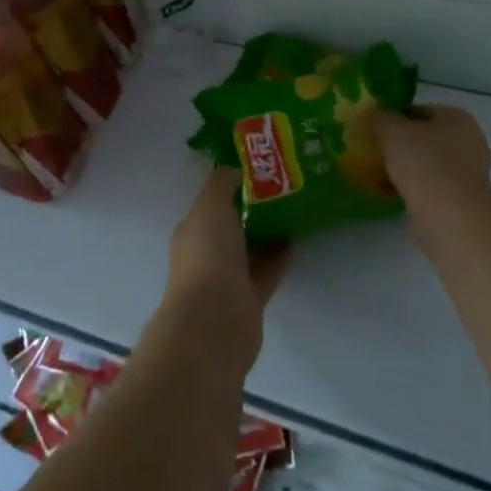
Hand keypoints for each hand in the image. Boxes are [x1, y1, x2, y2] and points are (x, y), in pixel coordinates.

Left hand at [163, 167, 289, 370]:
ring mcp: (228, 278)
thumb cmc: (208, 256)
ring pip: (251, 248)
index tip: (261, 170)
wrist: (215, 321)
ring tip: (297, 208)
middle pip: (233, 225)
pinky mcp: (250, 299)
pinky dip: (280, 256)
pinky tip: (298, 238)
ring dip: (270, 232)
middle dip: (255, 208)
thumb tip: (233, 169)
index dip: (233, 186)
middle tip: (285, 186)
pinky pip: (267, 271)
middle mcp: (207, 253)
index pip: (213, 203)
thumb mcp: (211, 207)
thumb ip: (221, 184)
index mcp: (193, 230)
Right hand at [374, 105, 490, 211]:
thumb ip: (380, 118)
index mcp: (456, 117)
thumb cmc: (423, 162)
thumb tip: (375, 114)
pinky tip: (391, 194)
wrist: (449, 214)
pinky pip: (429, 187)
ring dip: (405, 169)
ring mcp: (467, 172)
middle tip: (373, 152)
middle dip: (400, 145)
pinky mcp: (461, 199)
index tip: (372, 130)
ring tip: (377, 175)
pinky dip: (411, 189)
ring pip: (426, 164)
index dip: (393, 117)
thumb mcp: (392, 130)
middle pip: (424, 138)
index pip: (418, 110)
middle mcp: (468, 141)